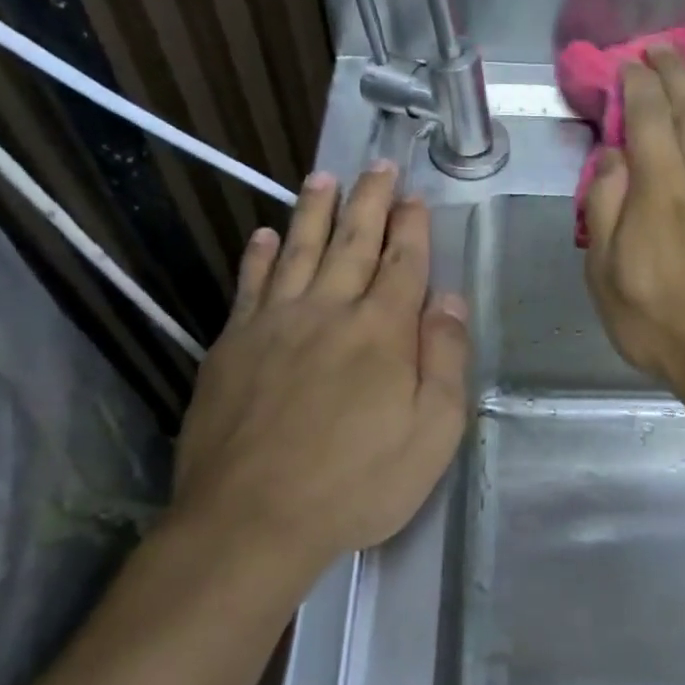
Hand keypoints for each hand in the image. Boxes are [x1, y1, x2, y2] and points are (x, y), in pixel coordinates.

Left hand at [170, 162, 469, 565]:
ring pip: (298, 251)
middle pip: (353, 243)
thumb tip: (452, 302)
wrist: (252, 519)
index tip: (415, 196)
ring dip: (313, 211)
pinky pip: (249, 286)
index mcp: (382, 332)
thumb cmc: (356, 483)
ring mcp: (274, 324)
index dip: (412, 227)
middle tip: (377, 165)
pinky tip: (262, 236)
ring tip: (323, 178)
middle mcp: (329, 311)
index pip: (403, 263)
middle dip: (369, 201)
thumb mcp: (431, 435)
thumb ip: (446, 361)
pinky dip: (258, 257)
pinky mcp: (232, 346)